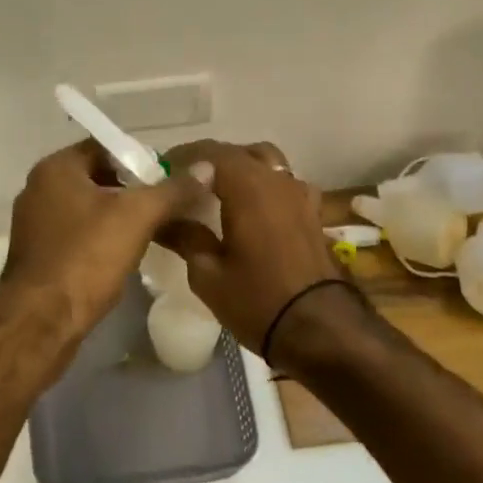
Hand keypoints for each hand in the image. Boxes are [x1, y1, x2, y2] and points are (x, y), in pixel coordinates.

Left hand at [0, 139, 214, 350]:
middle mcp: (39, 189)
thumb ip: (172, 190)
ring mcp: (36, 224)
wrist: (40, 322)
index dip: (140, 158)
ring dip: (119, 215)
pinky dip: (102, 238)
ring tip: (157, 228)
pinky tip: (128, 253)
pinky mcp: (39, 255)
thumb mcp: (137, 217)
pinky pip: (78, 234)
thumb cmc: (86, 258)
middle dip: (133, 189)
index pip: (105, 146)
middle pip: (97, 176)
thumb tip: (206, 168)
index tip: (170, 176)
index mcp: (56, 168)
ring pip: (88, 208)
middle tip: (169, 202)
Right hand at [156, 140, 346, 353]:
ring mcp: (299, 194)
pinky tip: (255, 208)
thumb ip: (184, 237)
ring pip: (266, 162)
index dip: (182, 157)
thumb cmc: (258, 300)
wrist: (321, 329)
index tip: (162, 171)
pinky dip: (266, 185)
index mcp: (247, 185)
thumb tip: (161, 219)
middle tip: (185, 182)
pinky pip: (284, 184)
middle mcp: (275, 179)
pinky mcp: (312, 213)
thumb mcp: (208, 274)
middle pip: (238, 153)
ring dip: (241, 168)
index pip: (209, 152)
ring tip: (220, 191)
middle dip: (210, 161)